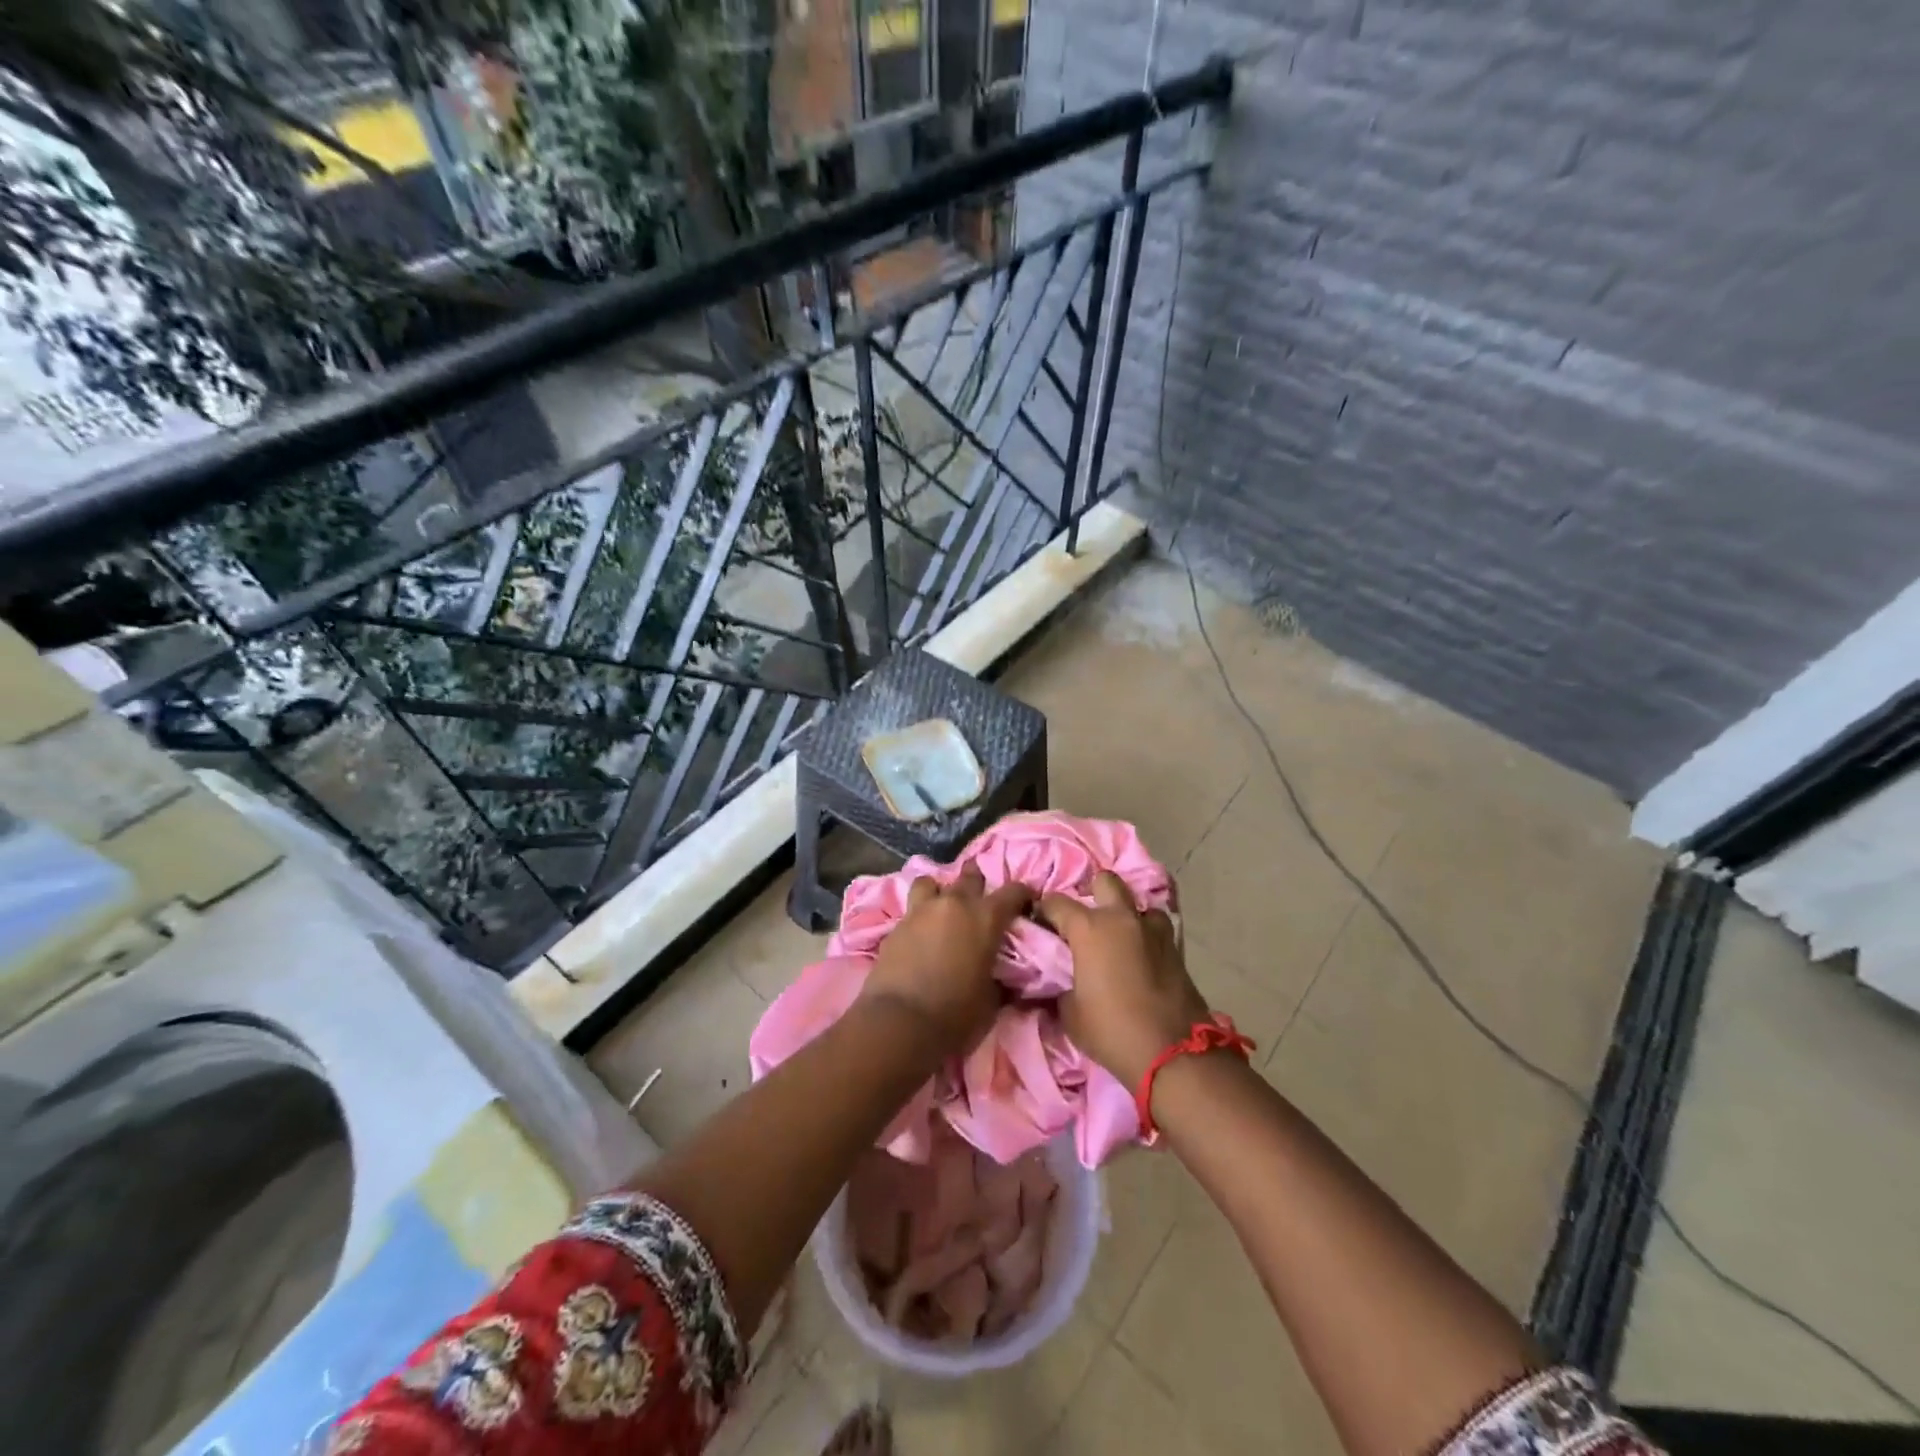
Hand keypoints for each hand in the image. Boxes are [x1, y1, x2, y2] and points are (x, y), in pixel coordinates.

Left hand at [858, 865, 1033, 1054]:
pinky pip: (911, 909)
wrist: (901, 1021)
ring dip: (940, 891)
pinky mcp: (896, 925)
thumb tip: (999, 976)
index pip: (1013, 891)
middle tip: (980, 900)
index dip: (1022, 894)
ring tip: (941, 908)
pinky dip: (919, 917)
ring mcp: (922, 911)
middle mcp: (955, 904)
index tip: (1025, 902)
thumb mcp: (991, 1000)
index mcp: (986, 918)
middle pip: (970, 877)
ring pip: (932, 882)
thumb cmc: (956, 1014)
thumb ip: (998, 977)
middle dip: (978, 883)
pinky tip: (919, 935)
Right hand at [1041, 872, 1211, 1085]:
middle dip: (1093, 892)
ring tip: (1119, 938)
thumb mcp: (1070, 1013)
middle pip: (1105, 881)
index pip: (1056, 902)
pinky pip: (1156, 928)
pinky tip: (1141, 956)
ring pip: (1137, 903)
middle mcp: (1121, 918)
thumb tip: (1063, 980)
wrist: (1173, 1053)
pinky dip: (1146, 935)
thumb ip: (1062, 985)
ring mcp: (1153, 930)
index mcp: (1089, 928)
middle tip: (1086, 920)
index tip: (1041, 924)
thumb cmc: (1111, 1030)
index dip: (1045, 910)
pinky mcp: (1176, 947)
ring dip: (1127, 915)